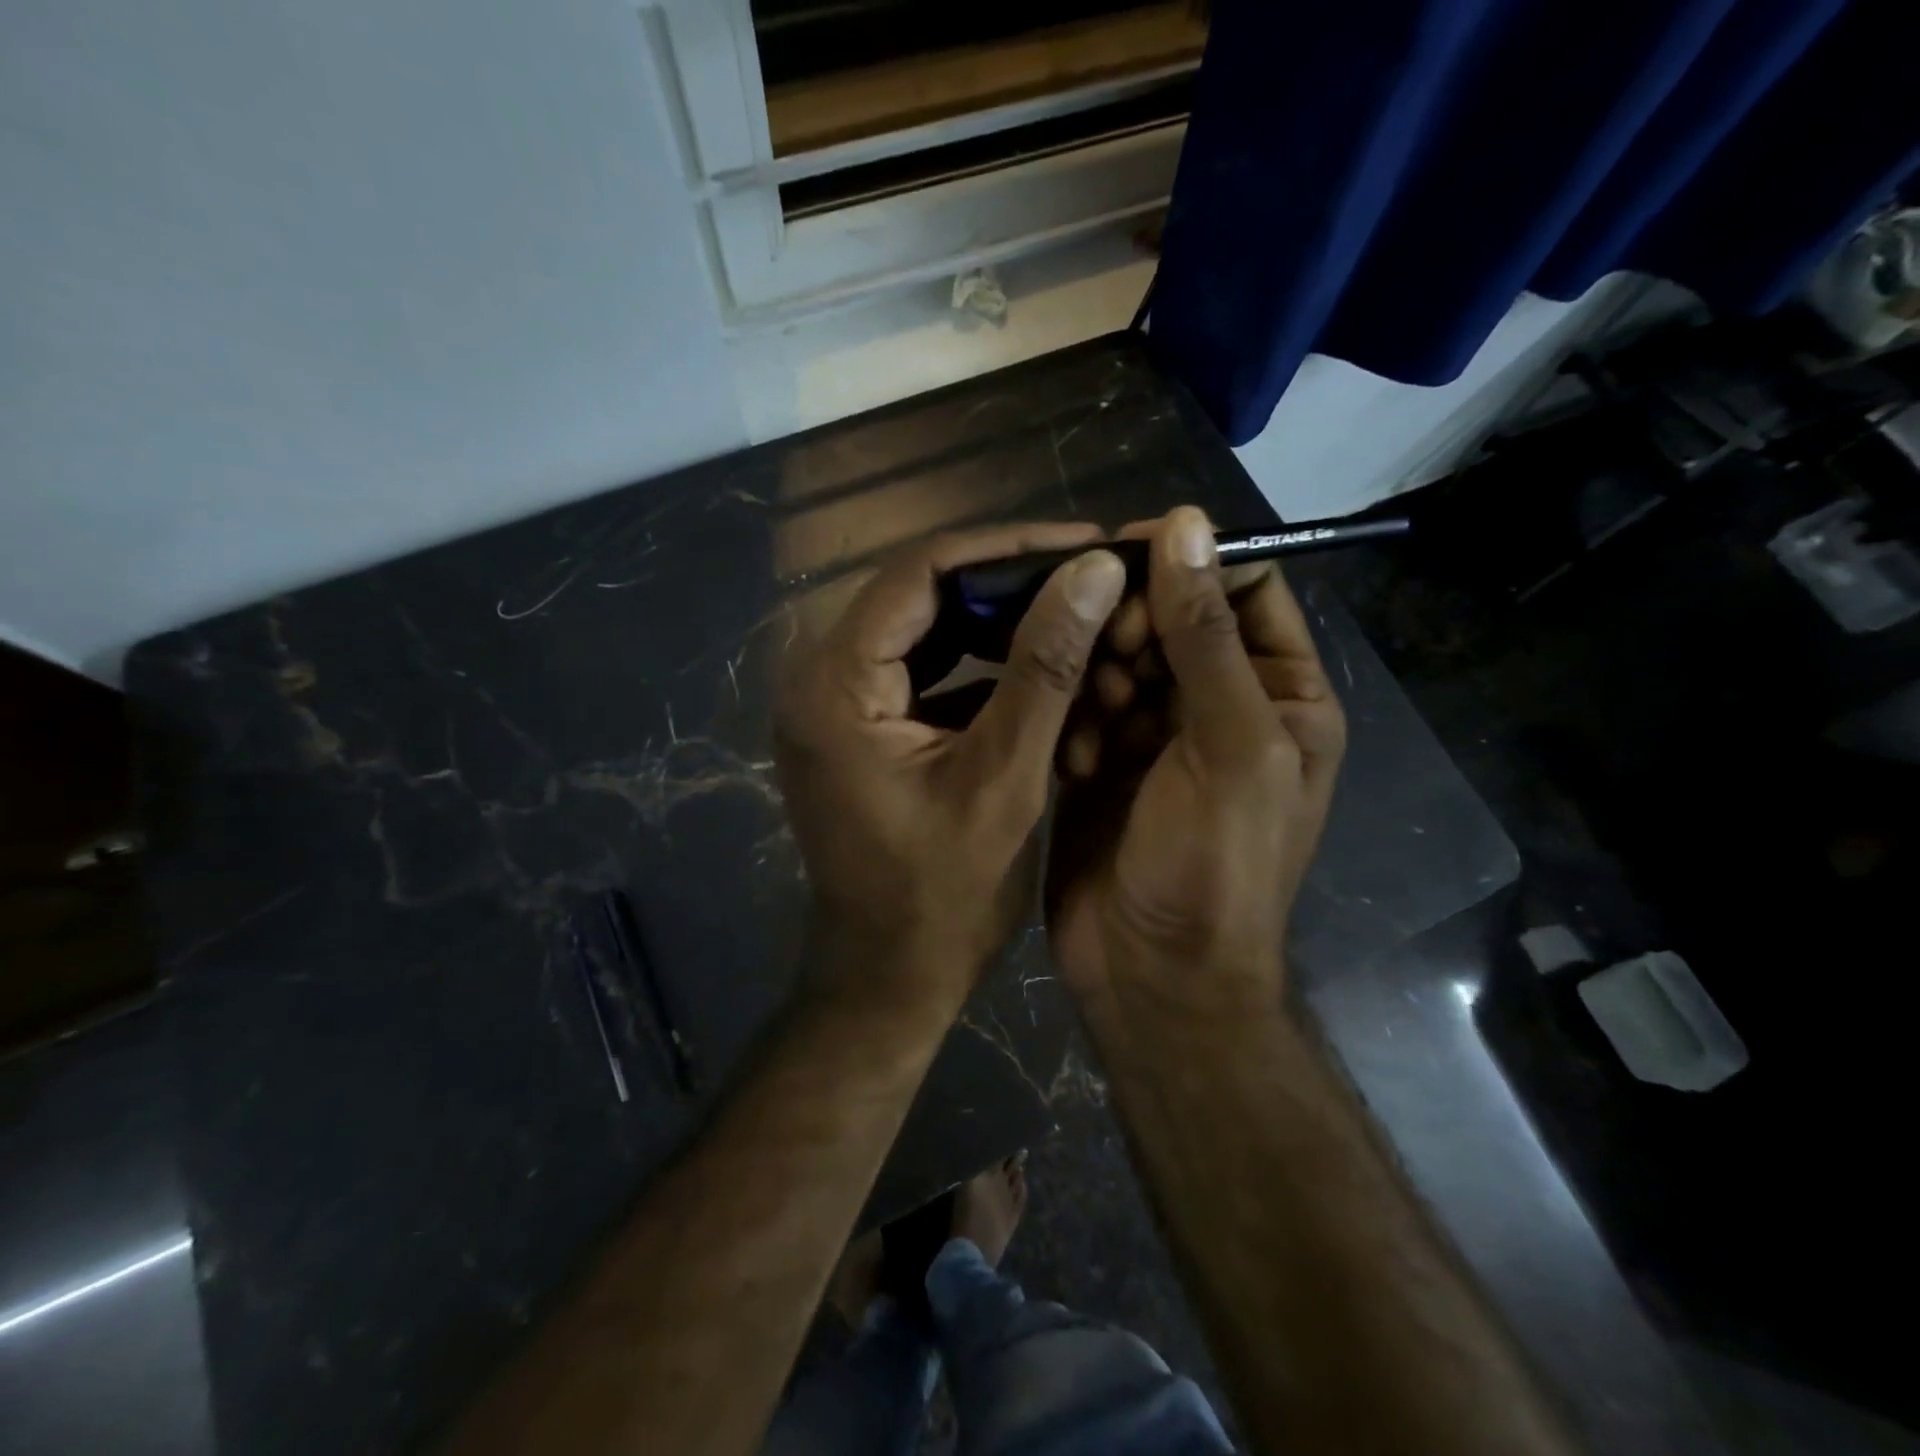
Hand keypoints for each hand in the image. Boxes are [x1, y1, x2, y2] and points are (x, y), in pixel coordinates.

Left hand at [776, 523, 1127, 1008]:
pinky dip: (980, 668)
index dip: (1006, 547)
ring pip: (926, 632)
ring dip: (997, 625)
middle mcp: (821, 679)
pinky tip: (1039, 667)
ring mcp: (837, 706)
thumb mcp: (1004, 777)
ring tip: (1074, 614)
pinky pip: (924, 674)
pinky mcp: (860, 730)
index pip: (920, 572)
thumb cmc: (943, 896)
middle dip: (1007, 585)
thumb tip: (1092, 570)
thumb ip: (1045, 667)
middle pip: (920, 596)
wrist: (889, 979)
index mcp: (836, 683)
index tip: (1083, 543)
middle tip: (1088, 579)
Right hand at [1046, 507, 1345, 1021]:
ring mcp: (1156, 736)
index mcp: (1281, 695)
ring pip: (1119, 660)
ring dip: (1097, 675)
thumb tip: (1186, 523)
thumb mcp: (1228, 744)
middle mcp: (1222, 707)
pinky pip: (1084, 706)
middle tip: (1098, 648)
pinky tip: (1074, 758)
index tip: (1125, 554)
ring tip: (1090, 721)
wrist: (1153, 975)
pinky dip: (1075, 718)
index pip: (1245, 590)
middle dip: (1132, 625)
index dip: (1191, 562)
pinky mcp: (1102, 761)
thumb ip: (1206, 635)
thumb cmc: (1212, 865)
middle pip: (1173, 620)